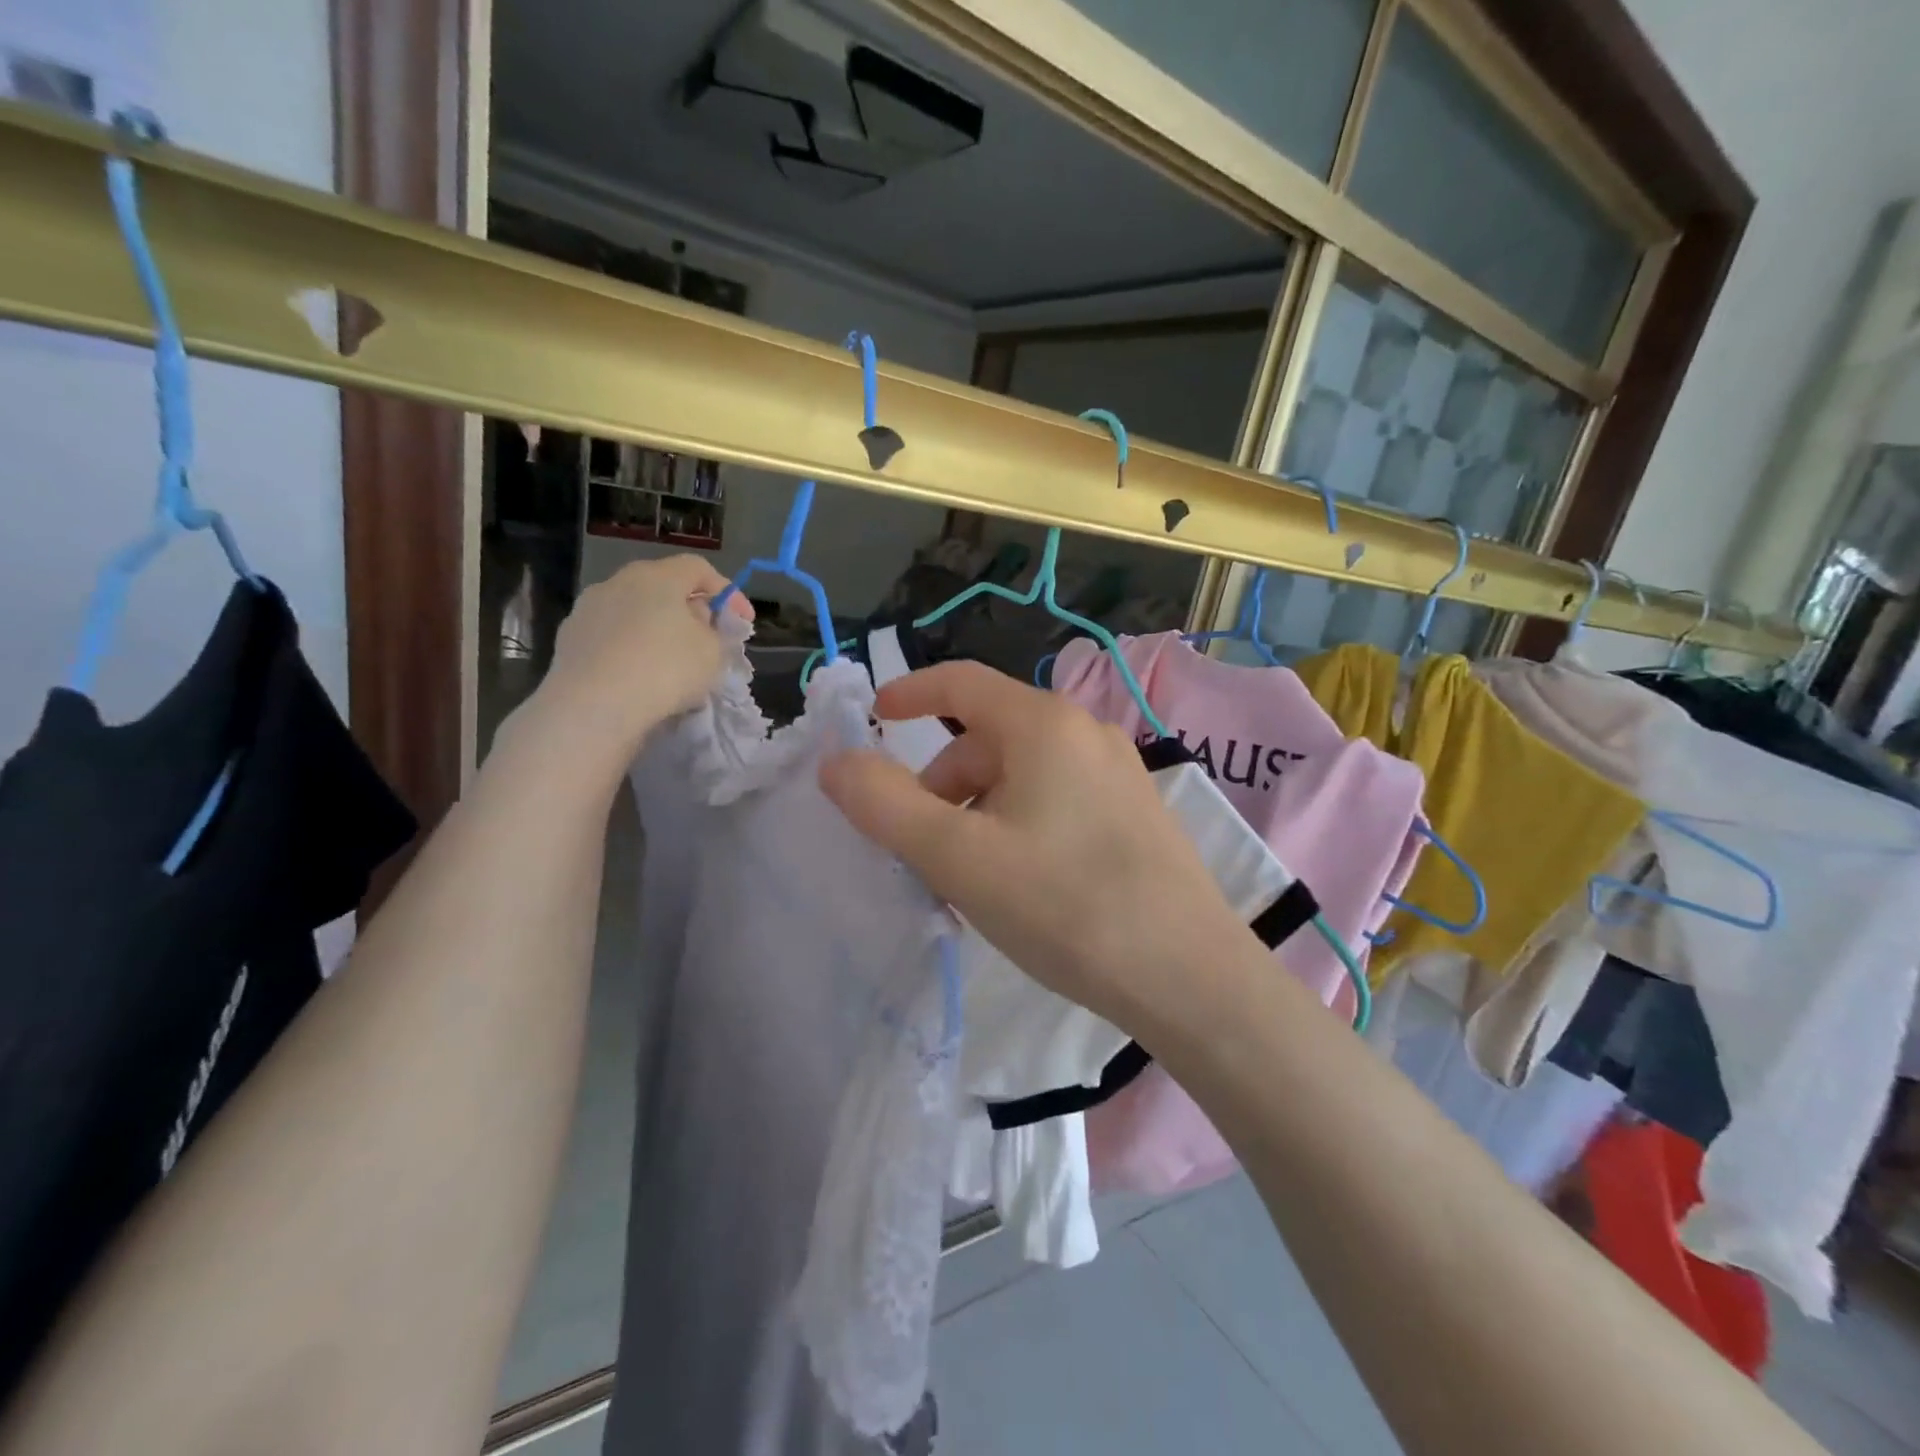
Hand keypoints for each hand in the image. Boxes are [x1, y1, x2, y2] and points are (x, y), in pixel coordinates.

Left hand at [528, 555, 751, 763]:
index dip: (728, 592)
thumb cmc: (665, 669)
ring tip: (672, 661)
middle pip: (663, 587)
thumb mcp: (713, 652)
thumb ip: (715, 632)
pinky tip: (639, 676)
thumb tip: (699, 623)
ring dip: (657, 630)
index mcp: (657, 576)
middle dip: (690, 610)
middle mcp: (618, 582)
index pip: (699, 569)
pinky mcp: (569, 639)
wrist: (594, 707)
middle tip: (708, 639)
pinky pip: (612, 637)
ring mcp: (587, 609)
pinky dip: (631, 649)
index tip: (744, 621)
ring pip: (634, 612)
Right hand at [820, 661, 1250, 1031]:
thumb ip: (886, 805)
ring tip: (970, 879)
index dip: (910, 692)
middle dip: (942, 783)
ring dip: (978, 811)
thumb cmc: (1065, 906)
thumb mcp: (958, 857)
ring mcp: (1119, 773)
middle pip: (988, 738)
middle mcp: (1085, 733)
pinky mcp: (1136, 813)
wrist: (1190, 977)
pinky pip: (1056, 799)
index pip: (961, 682)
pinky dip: (1018, 824)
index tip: (875, 718)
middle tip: (923, 849)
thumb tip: (838, 762)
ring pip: (1022, 773)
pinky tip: (1022, 884)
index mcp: (1043, 724)